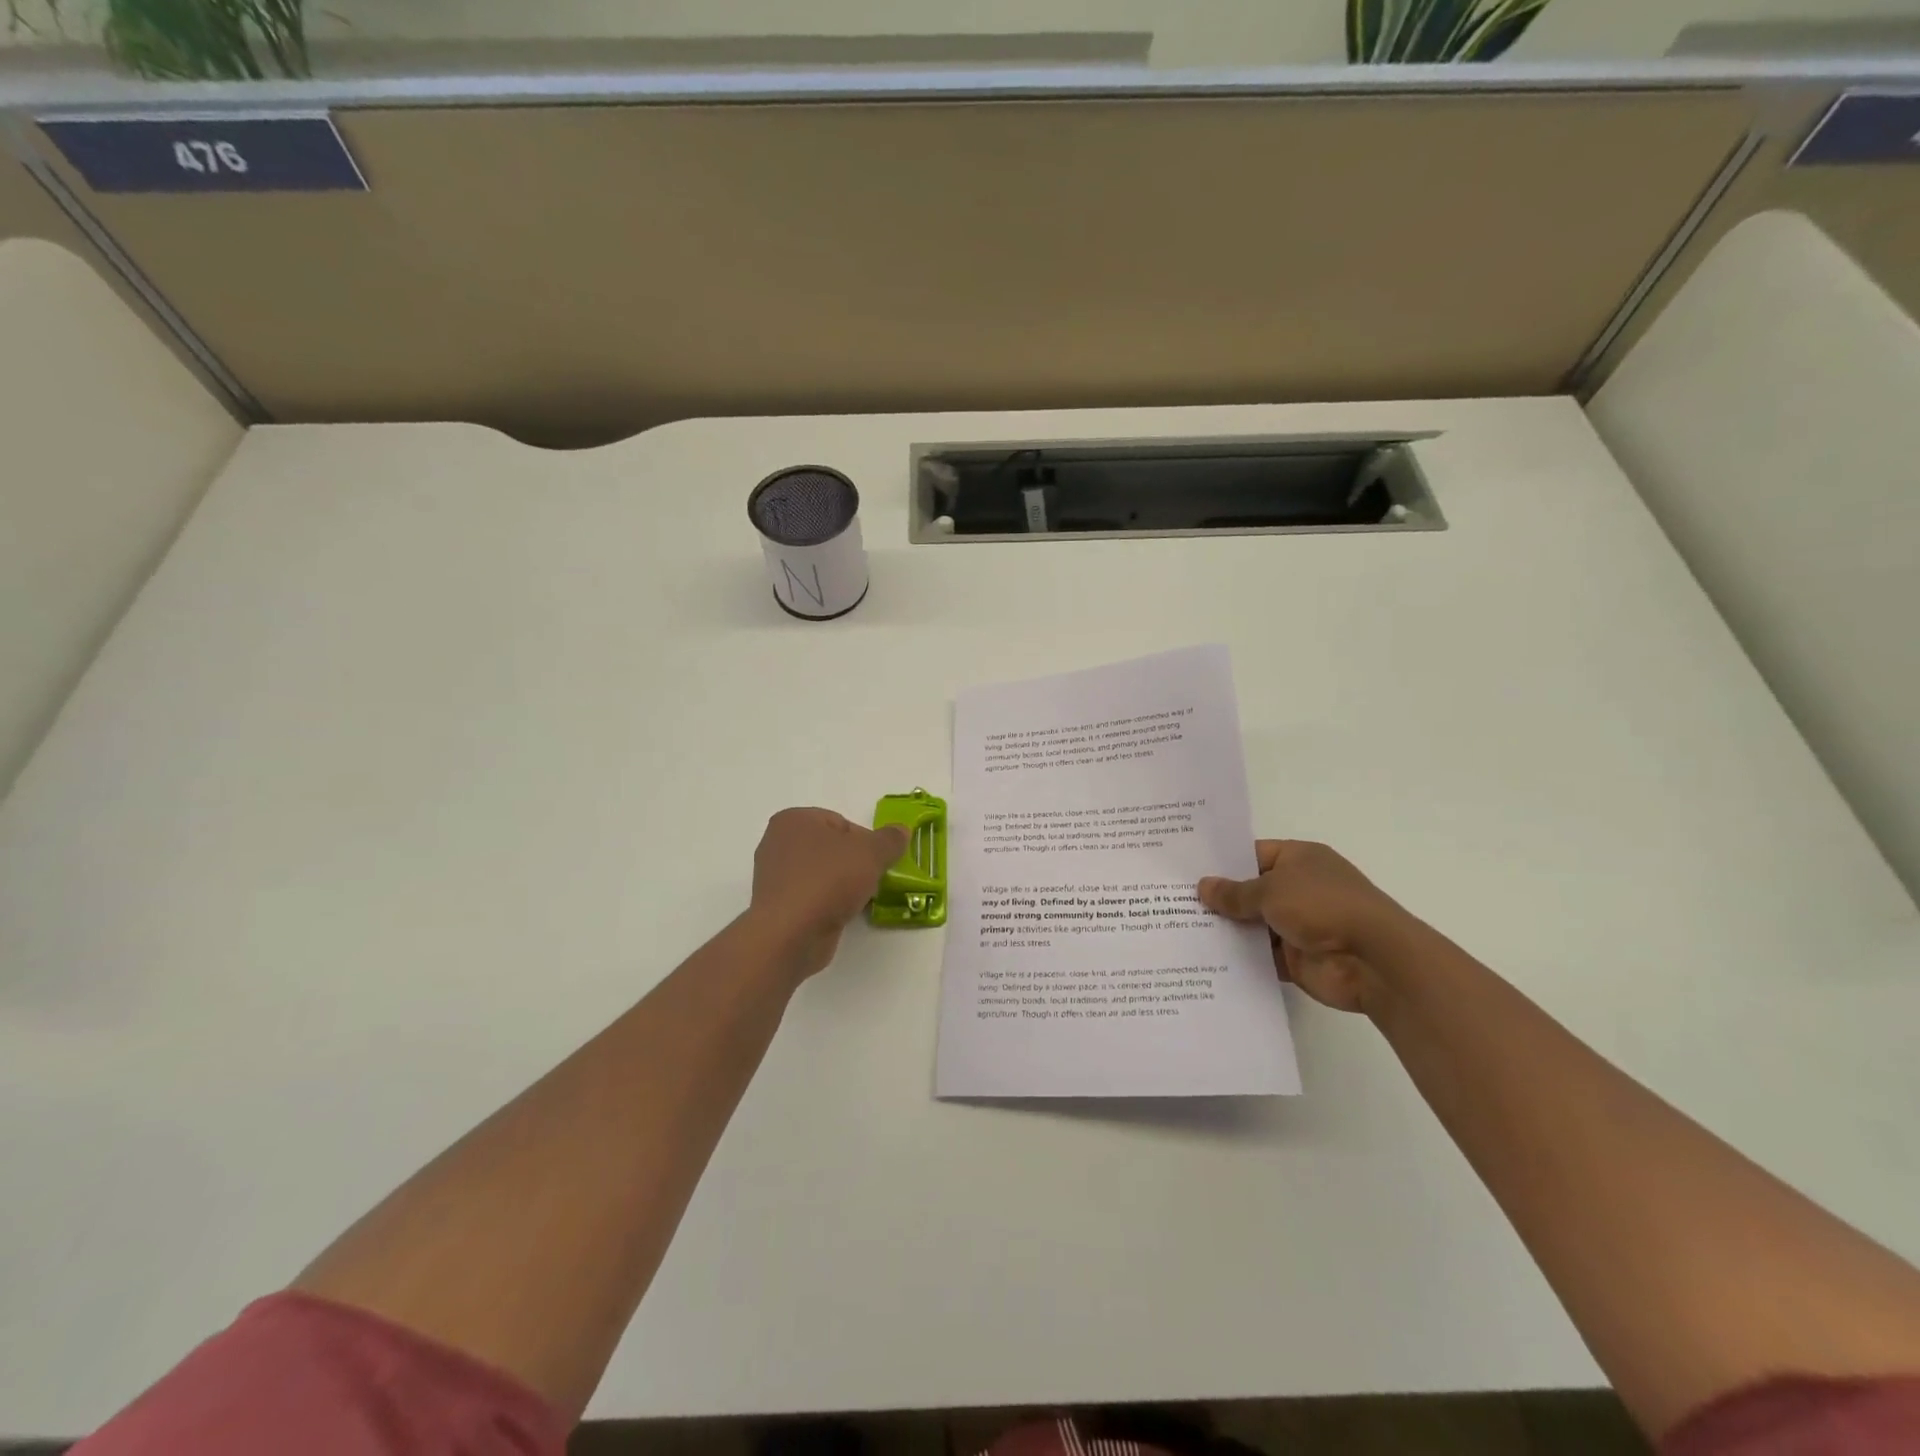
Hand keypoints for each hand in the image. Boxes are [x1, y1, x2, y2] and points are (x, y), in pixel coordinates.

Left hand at [749, 808, 909, 979]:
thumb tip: (902, 830)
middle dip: (854, 863)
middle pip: (831, 848)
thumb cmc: (828, 880)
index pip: (840, 823)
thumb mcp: (871, 853)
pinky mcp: (778, 907)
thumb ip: (890, 840)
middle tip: (873, 879)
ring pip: (822, 874)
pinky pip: (812, 897)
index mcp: (794, 820)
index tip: (879, 860)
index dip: (865, 840)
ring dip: (843, 885)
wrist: (792, 934)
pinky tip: (842, 914)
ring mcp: (775, 878)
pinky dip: (828, 903)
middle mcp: (778, 844)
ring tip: (860, 899)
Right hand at [1198, 841, 1408, 1014]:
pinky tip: (1204, 958)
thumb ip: (1235, 892)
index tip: (1185, 870)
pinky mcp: (1297, 958)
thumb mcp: (1271, 890)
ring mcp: (1299, 925)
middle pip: (1250, 891)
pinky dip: (1240, 958)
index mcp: (1299, 859)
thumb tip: (1203, 887)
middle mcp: (1299, 889)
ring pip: (1253, 925)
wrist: (1373, 960)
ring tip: (1180, 930)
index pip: (1252, 855)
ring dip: (1227, 930)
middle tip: (1173, 901)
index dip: (1221, 863)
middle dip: (1218, 899)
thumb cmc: (1322, 906)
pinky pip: (1261, 956)